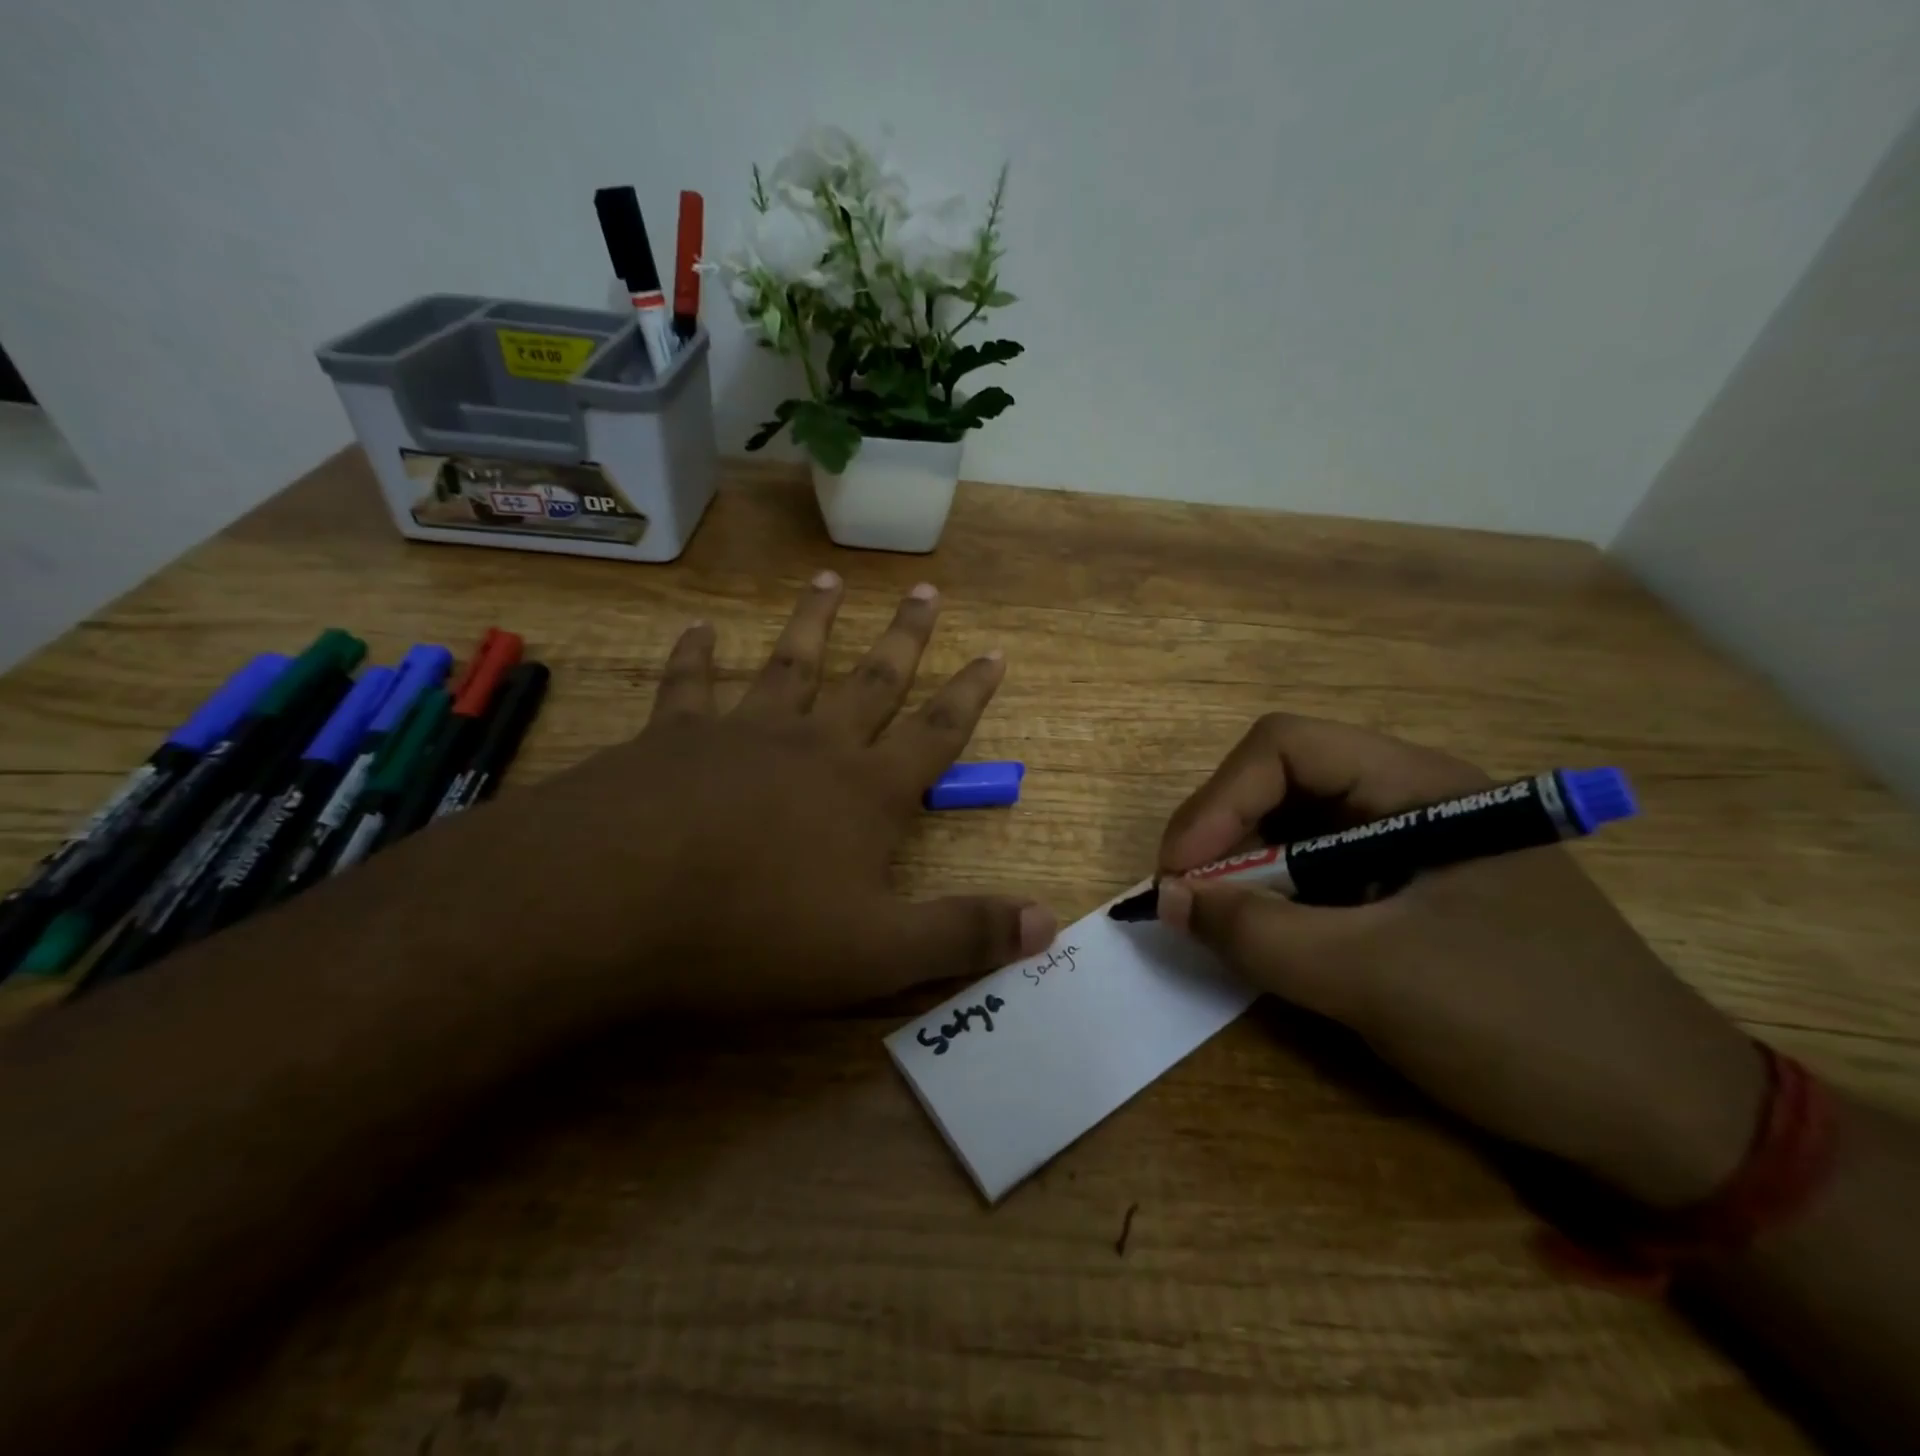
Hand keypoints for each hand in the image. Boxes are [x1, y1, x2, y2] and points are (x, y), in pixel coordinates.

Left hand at [467, 573, 1054, 1016]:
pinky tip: (698, 629)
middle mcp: (813, 746)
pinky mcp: (671, 738)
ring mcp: (741, 733)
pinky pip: (688, 686)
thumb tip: (1050, 923)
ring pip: (790, 665)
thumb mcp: (877, 952)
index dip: (970, 695)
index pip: (936, 732)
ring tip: (829, 582)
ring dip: (813, 624)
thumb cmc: (758, 930)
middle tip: (926, 590)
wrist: (616, 901)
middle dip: (905, 637)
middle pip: (872, 680)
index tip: (993, 651)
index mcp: (866, 792)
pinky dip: (695, 656)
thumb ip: (963, 933)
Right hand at [1155, 714, 1766, 1207]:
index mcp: (1418, 785)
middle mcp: (1409, 800)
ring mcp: (1409, 848)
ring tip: (1218, 925)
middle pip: (1281, 783)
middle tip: (1186, 903)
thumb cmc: (1525, 1026)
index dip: (1218, 801)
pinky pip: (1317, 878)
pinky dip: (1276, 903)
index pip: (1284, 747)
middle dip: (1223, 837)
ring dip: (1244, 873)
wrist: (1668, 1127)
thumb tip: (1166, 900)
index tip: (1180, 876)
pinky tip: (1267, 942)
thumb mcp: (1375, 979)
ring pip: (1294, 831)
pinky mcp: (1407, 895)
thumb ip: (1259, 934)